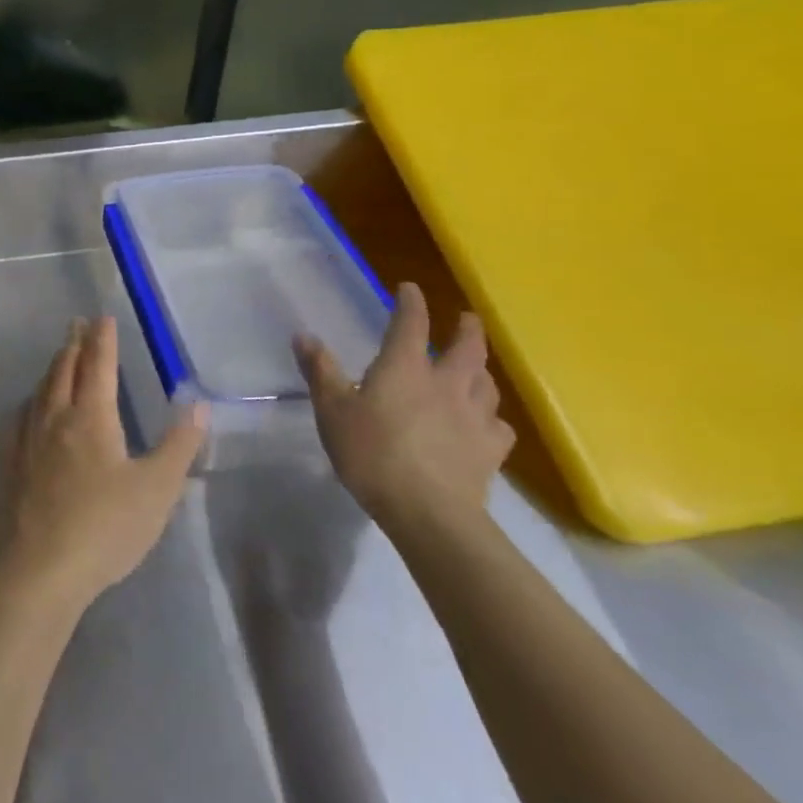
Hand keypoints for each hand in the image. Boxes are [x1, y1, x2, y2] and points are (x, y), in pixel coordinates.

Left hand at [0, 317, 206, 612]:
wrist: (40, 567)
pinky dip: (34, 398)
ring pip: (41, 389)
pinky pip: (23, 415)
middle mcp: (55, 417)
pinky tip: (32, 407)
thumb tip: (198, 404)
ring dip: (54, 367)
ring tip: (60, 357)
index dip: (102, 339)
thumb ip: (178, 446)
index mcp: (91, 417)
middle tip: (78, 324)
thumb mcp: (156, 489)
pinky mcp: (11, 462)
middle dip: (74, 344)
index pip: (98, 365)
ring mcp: (28, 439)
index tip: (103, 317)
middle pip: (64, 369)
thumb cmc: (105, 527)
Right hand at [294, 282, 514, 534]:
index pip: (411, 323)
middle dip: (467, 328)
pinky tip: (486, 423)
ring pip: (487, 383)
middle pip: (467, 348)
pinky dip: (492, 417)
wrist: (428, 512)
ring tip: (476, 368)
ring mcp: (474, 416)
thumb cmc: (372, 453)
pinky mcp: (490, 450)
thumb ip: (320, 371)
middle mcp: (446, 383)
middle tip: (467, 318)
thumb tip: (303, 335)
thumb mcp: (332, 409)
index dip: (411, 303)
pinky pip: (498, 425)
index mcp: (405, 367)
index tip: (410, 289)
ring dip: (481, 370)